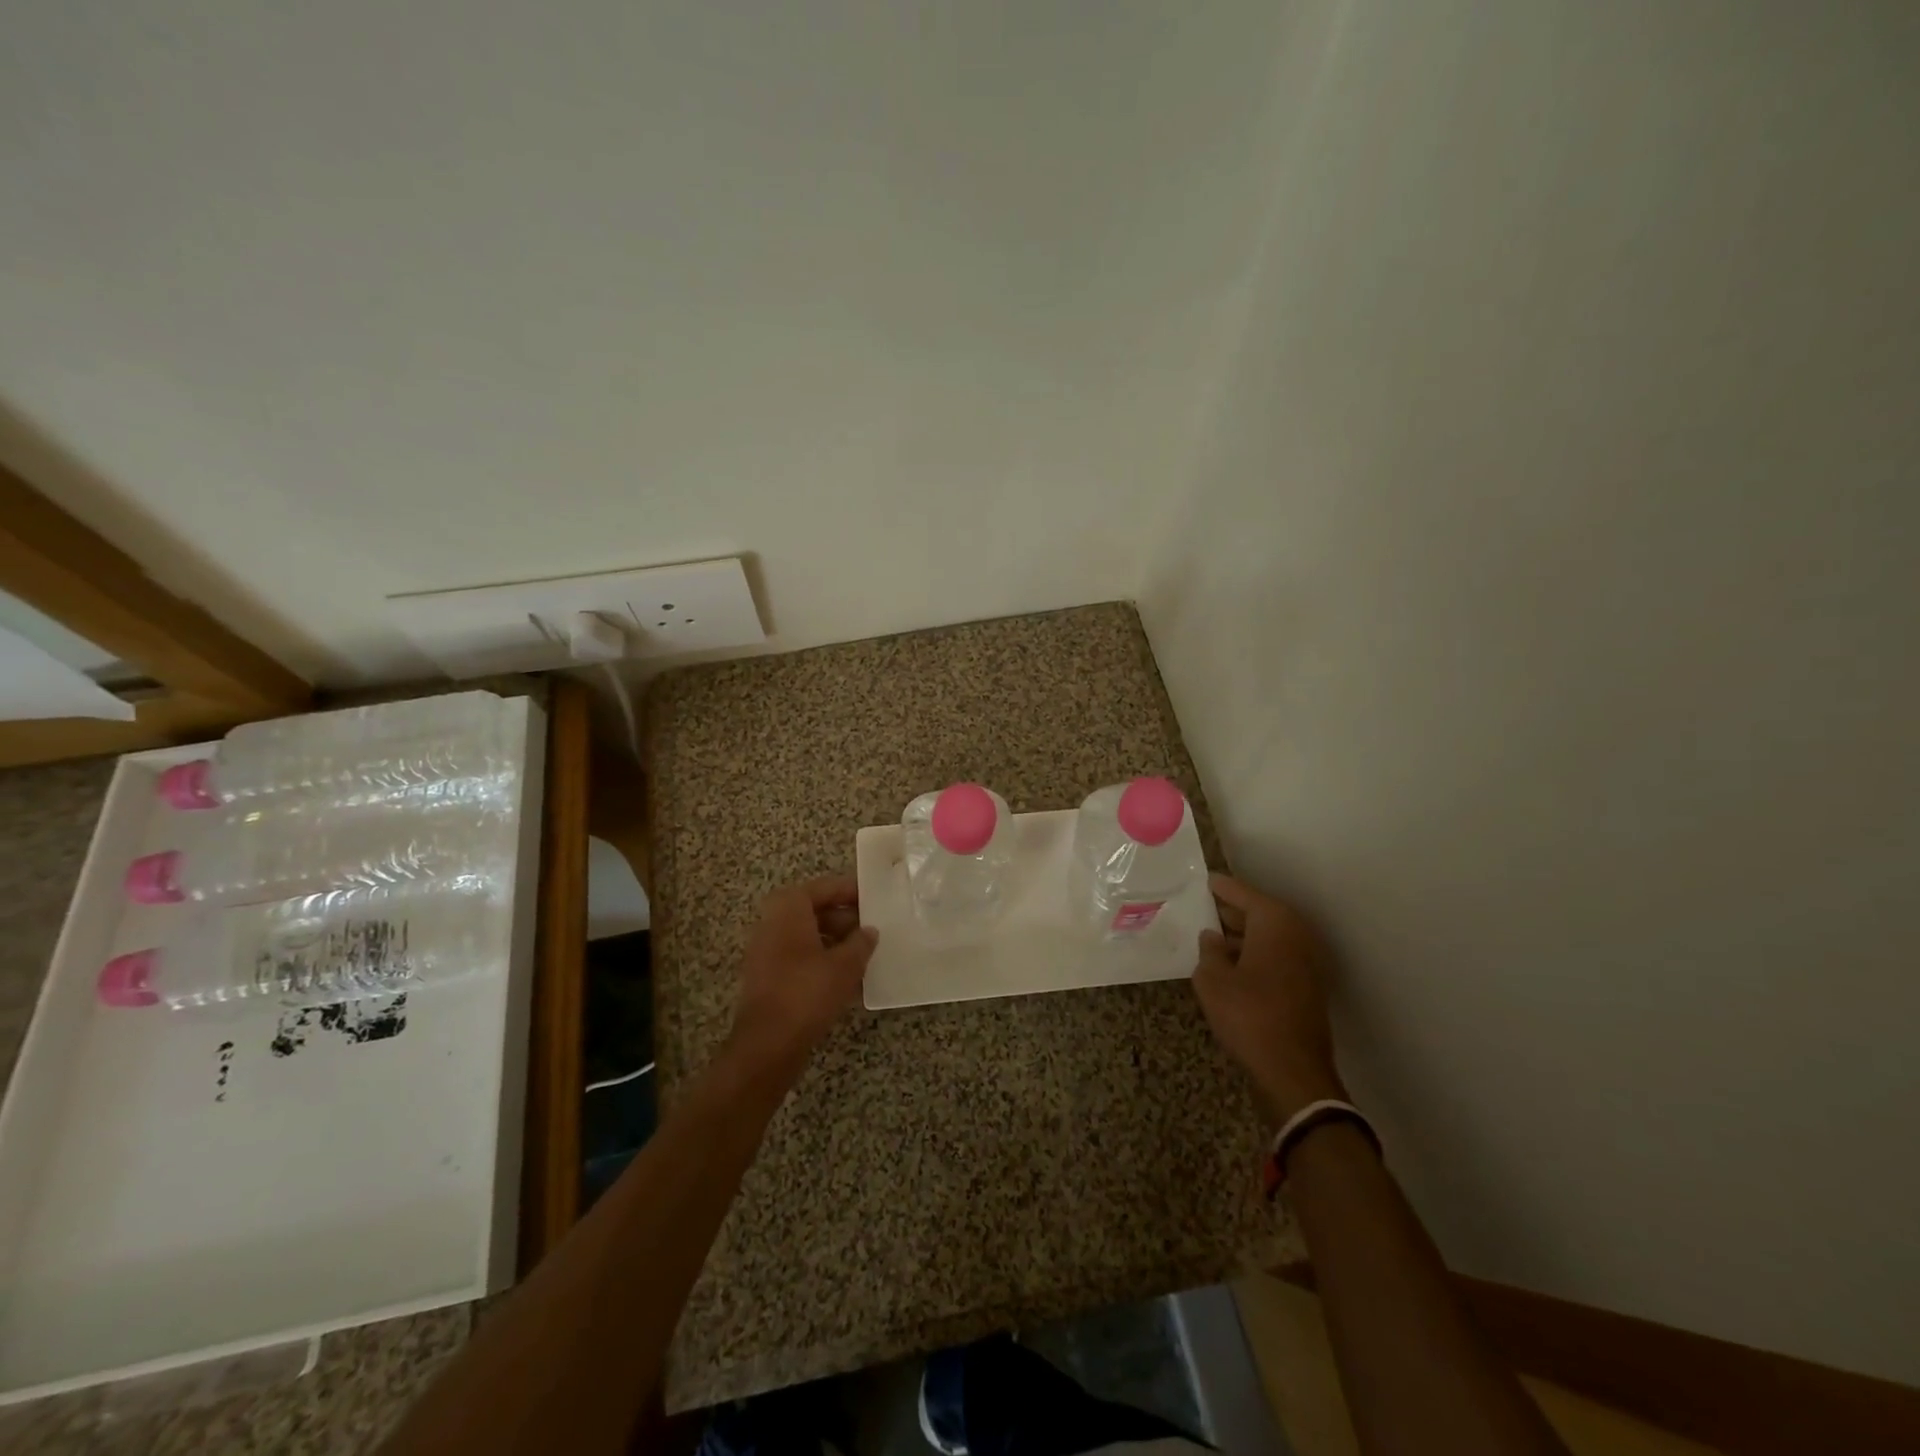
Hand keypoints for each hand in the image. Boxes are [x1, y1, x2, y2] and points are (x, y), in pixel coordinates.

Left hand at [730, 874, 877, 1073]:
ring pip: (807, 936)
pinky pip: (799, 958)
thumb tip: (869, 931)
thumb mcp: (845, 965)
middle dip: (844, 919)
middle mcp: (772, 923)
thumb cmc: (807, 992)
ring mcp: (766, 951)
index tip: (874, 896)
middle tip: (872, 928)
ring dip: (835, 942)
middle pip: (814, 911)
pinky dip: (821, 961)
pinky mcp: (767, 977)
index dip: (850, 891)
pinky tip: (846, 979)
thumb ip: (861, 943)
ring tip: (865, 954)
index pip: (824, 888)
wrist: (767, 1044)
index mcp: (788, 908)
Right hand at [1193, 873, 1345, 1122]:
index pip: (1242, 892)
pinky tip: (1229, 964)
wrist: (1293, 1070)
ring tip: (1208, 936)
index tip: (1203, 879)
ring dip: (1241, 935)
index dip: (1220, 887)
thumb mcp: (1212, 979)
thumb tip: (1212, 937)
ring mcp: (1306, 960)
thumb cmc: (1249, 1015)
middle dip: (1230, 911)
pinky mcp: (1307, 985)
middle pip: (1258, 912)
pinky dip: (1253, 953)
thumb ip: (1209, 951)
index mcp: (1274, 922)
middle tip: (1201, 906)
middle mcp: (1296, 934)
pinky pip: (1275, 955)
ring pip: (1267, 936)